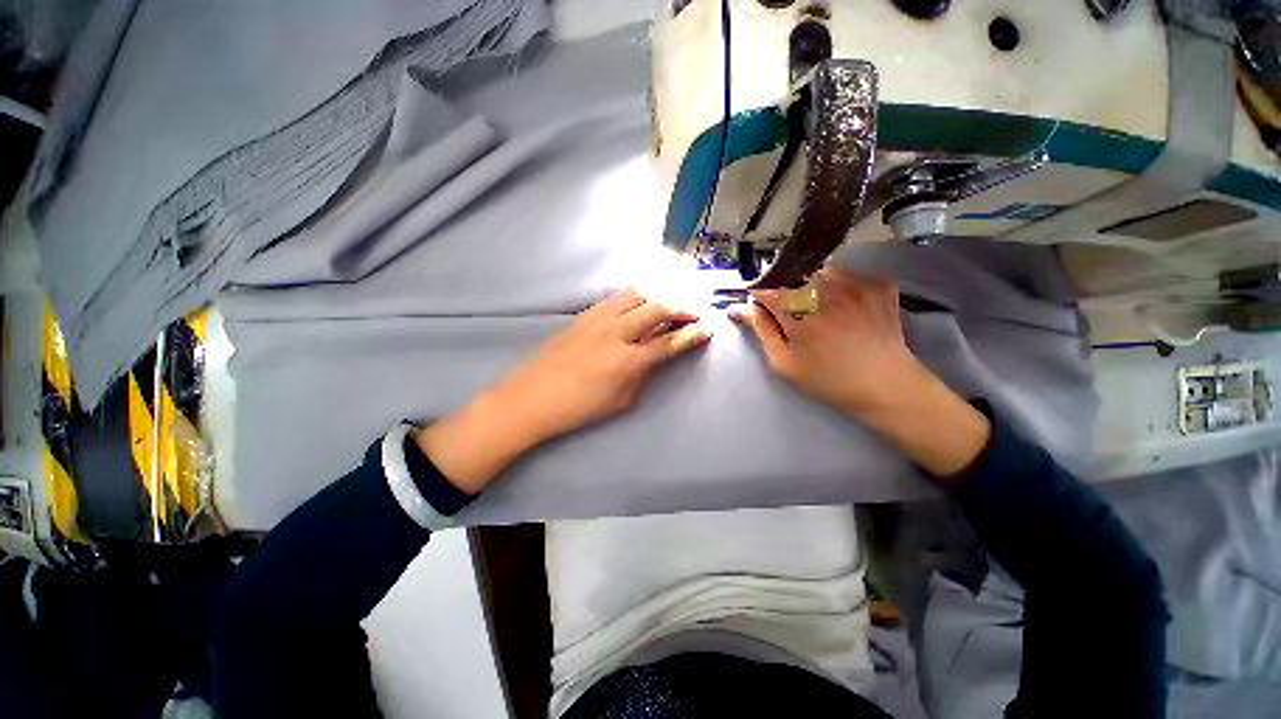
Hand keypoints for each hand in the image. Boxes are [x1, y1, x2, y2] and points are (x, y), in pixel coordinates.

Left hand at [417, 289, 711, 492]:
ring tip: (669, 304)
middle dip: (683, 307)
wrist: (531, 398)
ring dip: (659, 295)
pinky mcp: (583, 314)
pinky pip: (616, 297)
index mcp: (628, 360)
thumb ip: (643, 374)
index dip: (693, 334)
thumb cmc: (578, 408)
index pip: (670, 341)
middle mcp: (616, 332)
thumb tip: (656, 357)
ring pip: (637, 294)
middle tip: (694, 313)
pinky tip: (640, 304)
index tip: (708, 327)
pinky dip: (636, 297)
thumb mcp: (621, 400)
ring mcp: (598, 319)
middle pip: (658, 307)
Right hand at [732, 270, 921, 414]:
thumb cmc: (827, 379)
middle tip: (793, 314)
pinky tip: (844, 307)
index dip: (759, 296)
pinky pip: (846, 274)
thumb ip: (761, 330)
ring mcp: (857, 283)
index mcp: (799, 313)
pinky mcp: (878, 282)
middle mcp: (826, 291)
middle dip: (785, 291)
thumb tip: (739, 308)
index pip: (766, 288)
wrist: (885, 385)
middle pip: (791, 276)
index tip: (761, 306)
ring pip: (819, 271)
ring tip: (820, 310)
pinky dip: (838, 285)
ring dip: (811, 286)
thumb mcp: (784, 362)